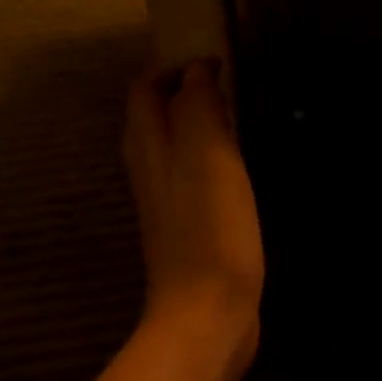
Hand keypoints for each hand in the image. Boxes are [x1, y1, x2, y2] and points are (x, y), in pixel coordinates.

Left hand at [124, 60, 263, 376]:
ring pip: (172, 154)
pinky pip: (192, 185)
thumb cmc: (210, 233)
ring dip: (197, 131)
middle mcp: (150, 175)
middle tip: (227, 90)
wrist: (206, 316)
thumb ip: (199, 109)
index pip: (145, 91)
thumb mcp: (208, 157)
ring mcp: (167, 208)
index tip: (218, 64)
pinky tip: (236, 176)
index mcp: (150, 150)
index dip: (174, 69)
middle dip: (181, 96)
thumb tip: (196, 74)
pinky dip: (209, 166)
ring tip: (234, 124)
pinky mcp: (188, 236)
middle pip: (153, 122)